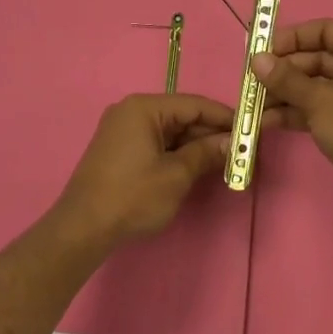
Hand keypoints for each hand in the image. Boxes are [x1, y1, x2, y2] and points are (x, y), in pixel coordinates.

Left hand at [49, 93, 234, 251]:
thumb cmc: (131, 197)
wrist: (82, 229)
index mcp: (143, 108)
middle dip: (210, 133)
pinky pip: (156, 142)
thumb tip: (232, 143)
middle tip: (242, 150)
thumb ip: (205, 154)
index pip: (194, 104)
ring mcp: (122, 130)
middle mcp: (131, 111)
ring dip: (195, 145)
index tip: (250, 129)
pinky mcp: (119, 149)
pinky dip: (176, 153)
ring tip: (225, 161)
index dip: (224, 117)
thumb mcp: (176, 175)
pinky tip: (196, 167)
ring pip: (169, 131)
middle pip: (181, 116)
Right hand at [253, 19, 332, 228]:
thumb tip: (256, 59)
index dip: (291, 37)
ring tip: (252, 106)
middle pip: (315, 59)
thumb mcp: (319, 101)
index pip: (323, 30)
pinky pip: (318, 107)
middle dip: (281, 71)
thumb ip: (286, 79)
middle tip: (250, 82)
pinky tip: (266, 122)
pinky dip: (295, 112)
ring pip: (313, 85)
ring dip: (283, 94)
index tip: (261, 50)